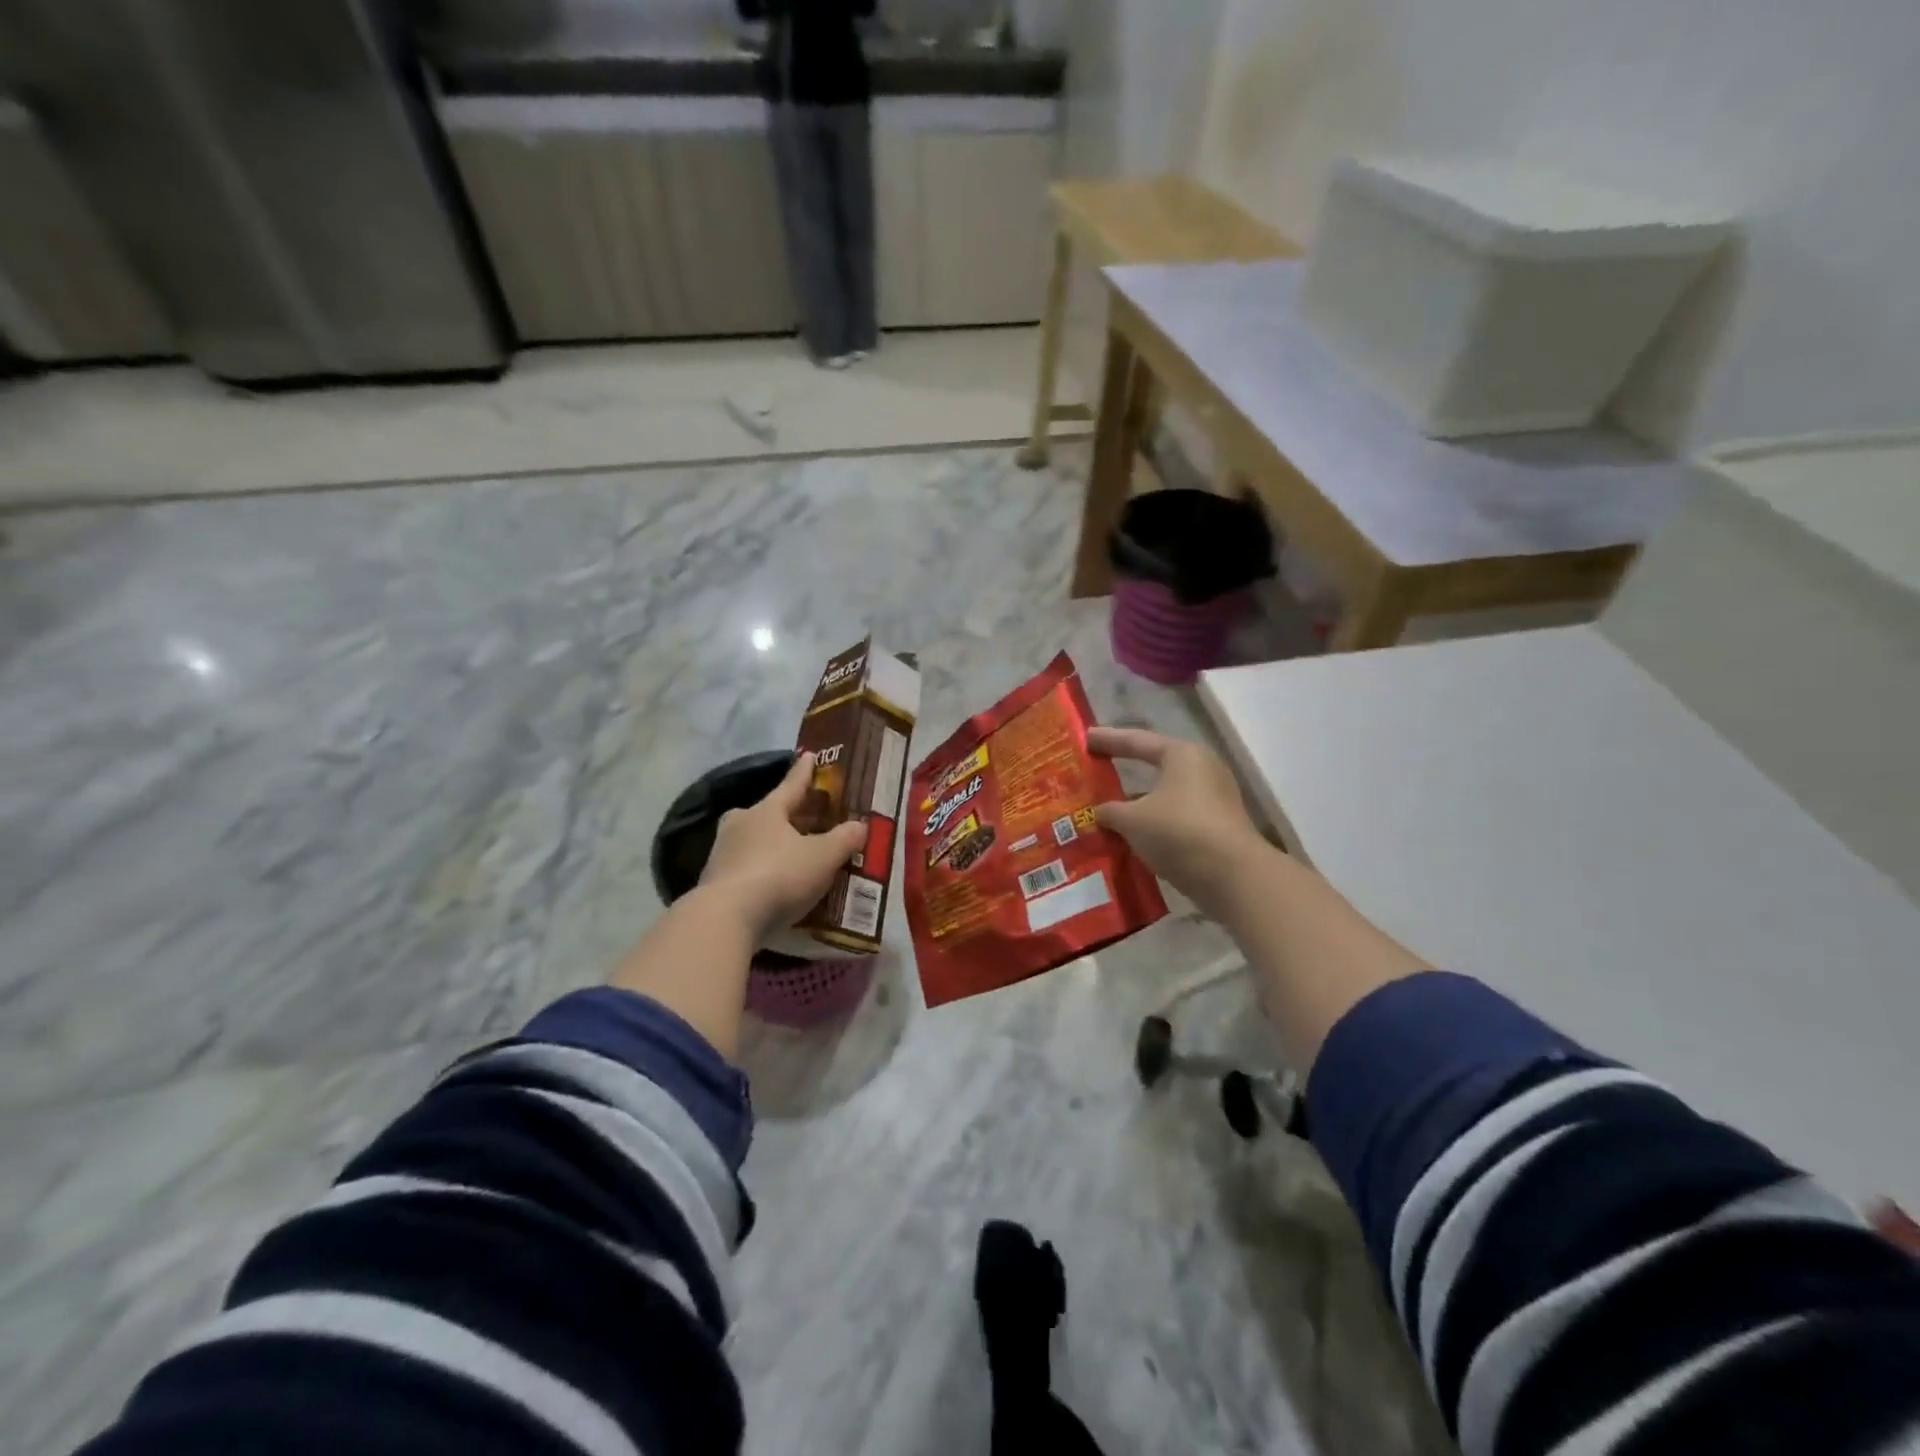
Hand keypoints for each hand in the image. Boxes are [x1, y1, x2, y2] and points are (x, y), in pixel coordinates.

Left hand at [698, 752, 866, 940]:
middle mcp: (740, 825)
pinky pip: (745, 868)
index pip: (791, 785)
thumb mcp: (823, 857)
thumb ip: (844, 839)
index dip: (804, 772)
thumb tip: (861, 825)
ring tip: (790, 854)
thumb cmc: (779, 876)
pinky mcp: (713, 883)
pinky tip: (774, 885)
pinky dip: (761, 871)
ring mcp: (722, 853)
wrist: (725, 918)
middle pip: (767, 813)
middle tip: (803, 816)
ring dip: (771, 845)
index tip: (809, 754)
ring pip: (753, 841)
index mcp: (767, 811)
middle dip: (785, 814)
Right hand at [1089, 727, 1265, 918]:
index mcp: (1182, 755)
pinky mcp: (1217, 828)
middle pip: (1155, 767)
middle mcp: (1202, 770)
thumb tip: (1099, 812)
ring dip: (1137, 804)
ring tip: (1106, 811)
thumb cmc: (1178, 832)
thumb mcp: (1133, 820)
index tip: (1085, 737)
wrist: (1233, 877)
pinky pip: (1175, 819)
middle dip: (1124, 772)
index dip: (1108, 739)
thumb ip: (1110, 811)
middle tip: (1095, 770)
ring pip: (1164, 796)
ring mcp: (1214, 800)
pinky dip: (1152, 824)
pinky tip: (1130, 837)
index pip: (1137, 741)